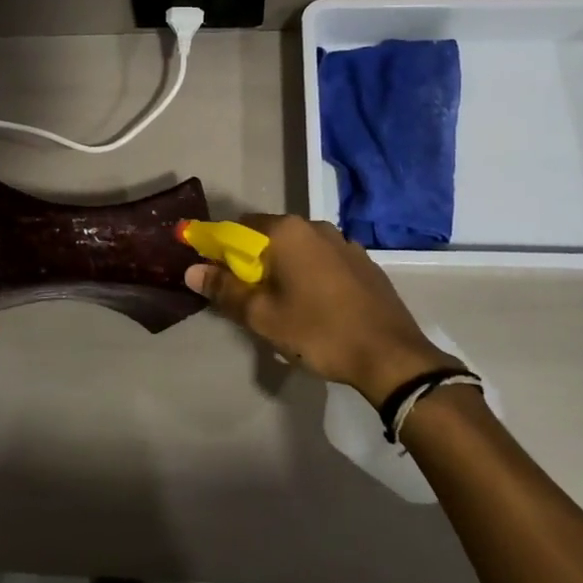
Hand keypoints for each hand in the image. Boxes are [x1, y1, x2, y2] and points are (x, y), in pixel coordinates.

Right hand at [185, 215, 455, 404]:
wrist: (391, 356)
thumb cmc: (319, 332)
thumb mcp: (263, 316)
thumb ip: (224, 289)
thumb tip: (192, 271)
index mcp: (288, 231)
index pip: (239, 227)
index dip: (221, 249)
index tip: (216, 275)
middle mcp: (316, 226)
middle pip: (270, 237)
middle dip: (254, 262)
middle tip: (249, 300)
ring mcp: (345, 243)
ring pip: (299, 250)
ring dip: (284, 270)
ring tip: (284, 308)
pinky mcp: (364, 263)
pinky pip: (324, 262)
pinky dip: (311, 276)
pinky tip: (316, 308)